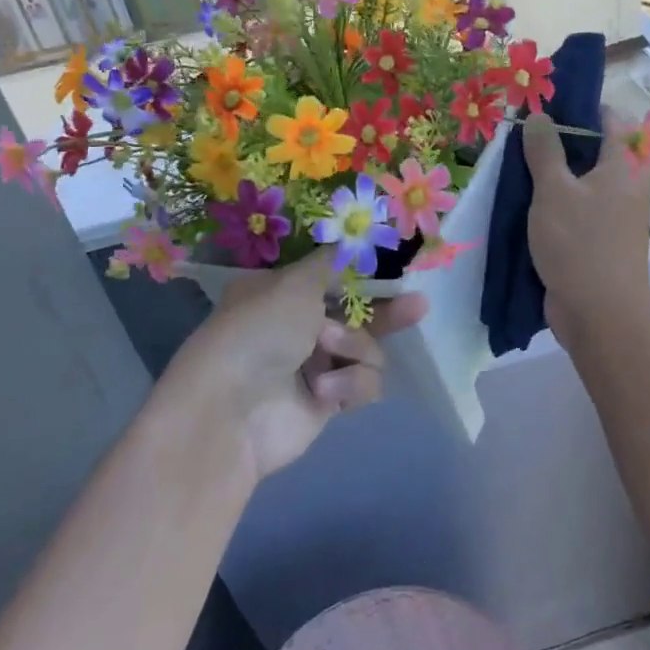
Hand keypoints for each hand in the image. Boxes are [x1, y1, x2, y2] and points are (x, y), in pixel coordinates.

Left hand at [161, 248, 428, 482]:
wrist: (231, 413)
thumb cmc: (258, 331)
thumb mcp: (295, 283)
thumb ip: (333, 261)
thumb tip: (352, 237)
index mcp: (281, 292)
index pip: (332, 276)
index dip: (364, 273)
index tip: (394, 266)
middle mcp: (297, 326)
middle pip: (357, 313)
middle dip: (387, 310)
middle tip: (417, 304)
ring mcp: (313, 364)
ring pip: (366, 348)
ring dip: (354, 346)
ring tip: (326, 351)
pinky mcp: (328, 400)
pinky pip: (363, 382)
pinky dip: (349, 383)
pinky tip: (324, 390)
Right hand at [523, 109, 649, 344]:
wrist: (600, 315)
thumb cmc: (580, 244)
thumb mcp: (554, 191)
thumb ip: (545, 150)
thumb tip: (539, 116)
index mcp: (626, 163)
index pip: (610, 117)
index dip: (578, 106)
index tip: (543, 105)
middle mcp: (626, 183)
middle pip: (595, 147)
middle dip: (559, 139)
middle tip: (521, 135)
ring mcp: (614, 212)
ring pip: (582, 178)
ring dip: (553, 172)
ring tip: (516, 164)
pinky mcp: (599, 236)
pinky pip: (577, 205)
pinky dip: (555, 199)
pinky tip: (524, 199)